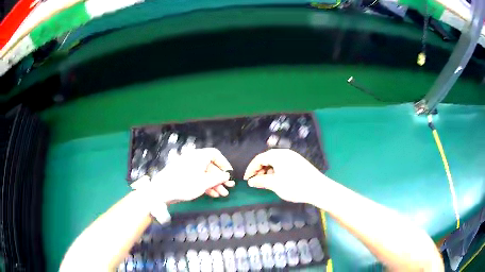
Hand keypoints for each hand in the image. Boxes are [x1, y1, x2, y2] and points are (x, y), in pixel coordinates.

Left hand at [152, 148, 233, 201]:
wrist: (162, 191)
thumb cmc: (184, 184)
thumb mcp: (204, 182)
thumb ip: (218, 178)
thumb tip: (227, 175)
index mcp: (198, 156)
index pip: (215, 154)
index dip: (224, 164)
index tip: (230, 174)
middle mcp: (193, 159)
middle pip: (210, 166)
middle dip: (220, 178)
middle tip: (228, 187)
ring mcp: (187, 167)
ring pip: (204, 174)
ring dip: (214, 184)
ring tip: (222, 194)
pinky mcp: (183, 175)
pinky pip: (197, 178)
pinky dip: (205, 185)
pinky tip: (212, 194)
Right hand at [244, 149, 325, 203]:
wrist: (318, 188)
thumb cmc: (294, 186)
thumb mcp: (275, 184)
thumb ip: (261, 181)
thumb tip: (251, 181)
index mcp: (277, 155)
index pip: (259, 159)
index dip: (251, 169)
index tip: (247, 179)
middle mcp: (285, 152)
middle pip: (267, 158)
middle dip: (259, 169)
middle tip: (256, 181)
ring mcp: (293, 156)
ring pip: (275, 161)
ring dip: (268, 170)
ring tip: (266, 182)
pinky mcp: (298, 162)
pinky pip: (283, 163)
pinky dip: (276, 170)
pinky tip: (277, 180)